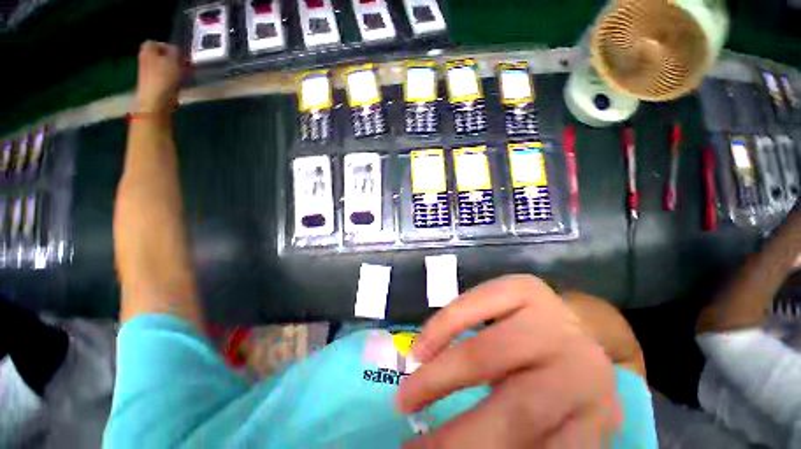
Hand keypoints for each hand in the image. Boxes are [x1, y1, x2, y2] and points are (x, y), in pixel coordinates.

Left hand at [135, 41, 180, 113]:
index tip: (179, 55)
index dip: (168, 47)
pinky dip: (172, 78)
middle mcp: (145, 58)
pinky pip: (164, 77)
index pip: (157, 43)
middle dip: (172, 59)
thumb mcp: (173, 61)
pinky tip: (179, 84)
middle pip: (160, 55)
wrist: (155, 101)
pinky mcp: (153, 84)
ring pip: (163, 66)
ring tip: (184, 75)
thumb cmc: (164, 79)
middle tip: (183, 65)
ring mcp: (148, 72)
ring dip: (174, 69)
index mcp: (148, 50)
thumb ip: (175, 52)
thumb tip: (176, 49)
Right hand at [396, 275, 619, 447]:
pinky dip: (444, 326)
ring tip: (406, 398)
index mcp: (594, 420)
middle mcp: (584, 372)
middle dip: (455, 440)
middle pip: (518, 413)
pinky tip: (422, 348)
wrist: (571, 330)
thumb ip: (519, 437)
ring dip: (439, 379)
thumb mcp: (549, 424)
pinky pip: (476, 304)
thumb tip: (455, 446)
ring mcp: (554, 321)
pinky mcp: (526, 288)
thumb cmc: (555, 381)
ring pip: (487, 353)